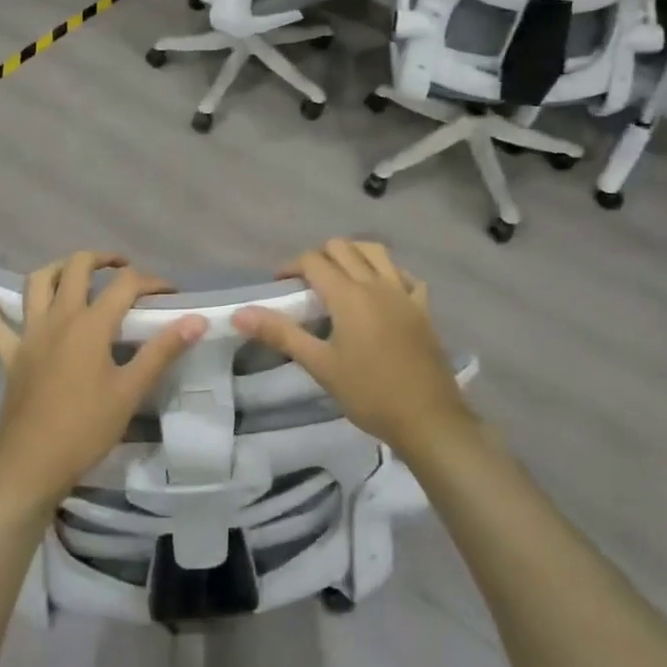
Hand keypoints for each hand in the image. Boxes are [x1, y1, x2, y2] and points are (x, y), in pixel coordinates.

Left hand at [0, 252, 204, 515]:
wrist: (31, 468)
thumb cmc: (85, 429)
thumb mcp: (130, 391)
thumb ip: (162, 350)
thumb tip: (196, 319)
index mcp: (90, 325)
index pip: (126, 285)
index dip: (151, 282)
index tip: (170, 293)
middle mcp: (57, 318)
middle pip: (77, 268)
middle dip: (103, 259)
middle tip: (123, 270)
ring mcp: (28, 334)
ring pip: (37, 283)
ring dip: (58, 268)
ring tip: (77, 272)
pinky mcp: (8, 355)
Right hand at [233, 238, 472, 459]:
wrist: (427, 419)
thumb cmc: (368, 393)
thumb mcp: (319, 365)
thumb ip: (280, 334)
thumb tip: (239, 313)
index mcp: (348, 294)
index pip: (313, 261)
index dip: (291, 267)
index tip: (280, 286)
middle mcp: (376, 283)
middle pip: (343, 247)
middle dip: (319, 256)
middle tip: (307, 283)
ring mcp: (403, 292)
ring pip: (376, 251)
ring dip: (354, 254)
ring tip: (341, 277)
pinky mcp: (423, 308)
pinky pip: (405, 275)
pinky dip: (389, 273)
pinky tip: (382, 289)